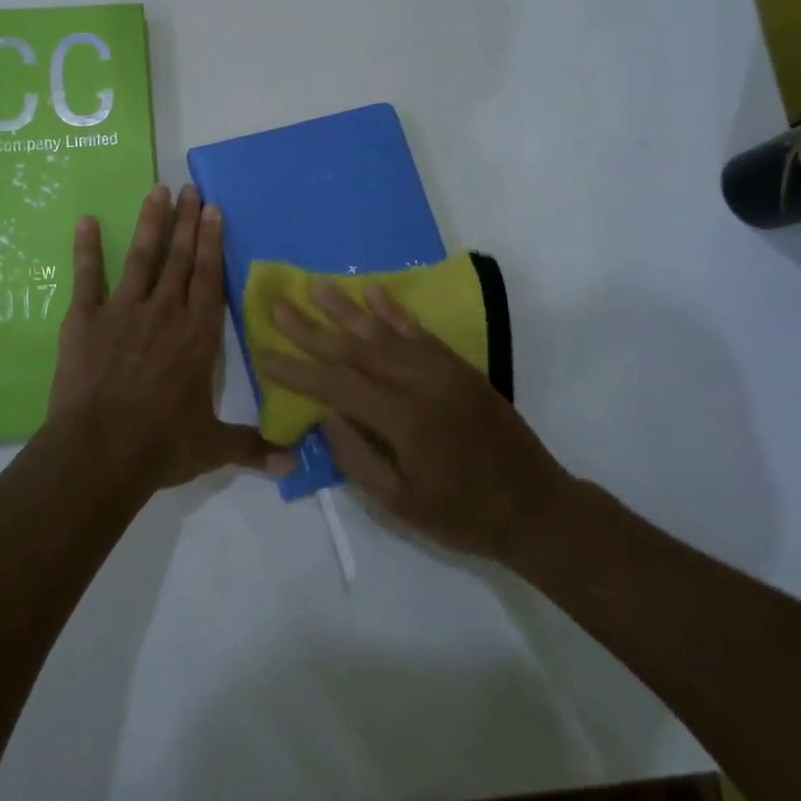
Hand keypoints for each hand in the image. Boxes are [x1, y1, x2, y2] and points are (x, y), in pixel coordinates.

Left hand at [47, 184, 292, 493]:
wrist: (100, 452)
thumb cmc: (161, 445)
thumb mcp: (212, 447)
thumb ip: (252, 447)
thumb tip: (293, 464)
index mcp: (198, 335)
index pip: (209, 277)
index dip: (213, 241)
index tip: (213, 209)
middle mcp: (165, 312)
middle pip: (180, 257)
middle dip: (187, 221)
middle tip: (190, 189)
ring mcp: (124, 311)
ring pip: (142, 257)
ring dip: (151, 223)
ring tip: (156, 191)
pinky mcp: (86, 319)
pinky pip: (87, 277)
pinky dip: (86, 248)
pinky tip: (85, 221)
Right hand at [258, 281, 568, 563]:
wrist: (535, 505)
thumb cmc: (463, 514)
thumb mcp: (401, 504)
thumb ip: (358, 458)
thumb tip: (325, 414)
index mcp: (403, 420)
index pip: (338, 385)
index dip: (298, 369)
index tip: (264, 352)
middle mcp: (420, 383)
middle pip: (355, 348)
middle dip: (312, 327)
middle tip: (279, 304)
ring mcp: (442, 369)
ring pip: (385, 331)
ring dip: (347, 307)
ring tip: (316, 286)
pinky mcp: (458, 366)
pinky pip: (419, 330)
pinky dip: (394, 310)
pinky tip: (375, 292)